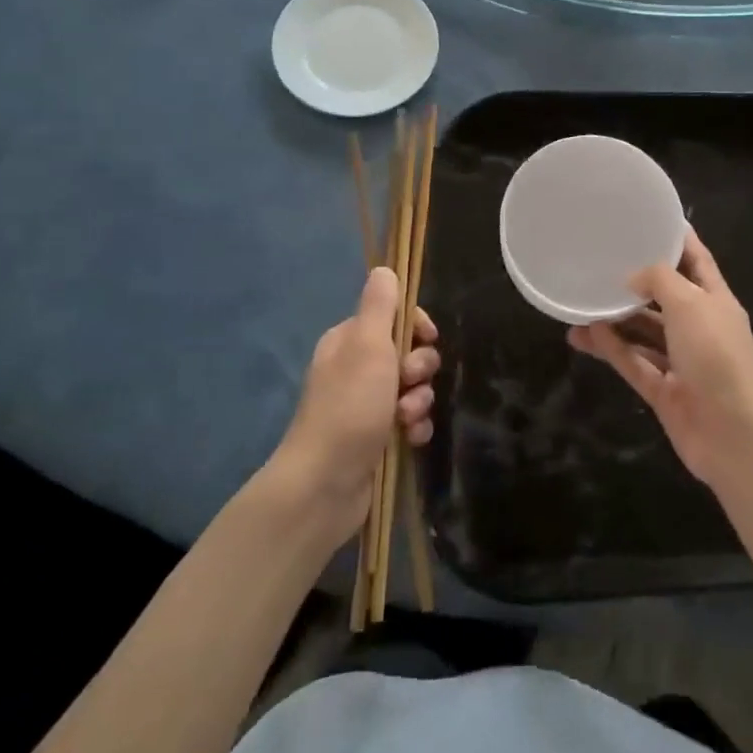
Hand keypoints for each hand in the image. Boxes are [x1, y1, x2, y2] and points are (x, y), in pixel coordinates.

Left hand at [267, 267, 438, 545]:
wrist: (325, 484)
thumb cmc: (349, 407)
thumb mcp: (367, 345)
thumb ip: (380, 306)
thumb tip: (384, 269)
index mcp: (349, 342)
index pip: (394, 317)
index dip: (416, 325)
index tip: (426, 338)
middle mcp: (356, 369)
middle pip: (408, 352)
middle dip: (419, 368)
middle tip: (408, 382)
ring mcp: (366, 405)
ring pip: (413, 389)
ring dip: (419, 401)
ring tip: (406, 419)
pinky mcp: (377, 436)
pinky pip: (411, 420)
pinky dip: (416, 427)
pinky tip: (411, 438)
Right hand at [568, 230, 752, 490]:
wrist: (733, 432)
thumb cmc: (717, 355)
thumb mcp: (690, 303)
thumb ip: (659, 281)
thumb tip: (633, 279)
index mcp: (716, 301)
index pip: (697, 261)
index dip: (678, 240)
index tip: (651, 220)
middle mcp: (700, 329)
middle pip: (665, 298)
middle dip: (637, 283)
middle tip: (601, 264)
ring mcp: (682, 362)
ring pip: (644, 333)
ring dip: (615, 320)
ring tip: (580, 304)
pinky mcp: (664, 392)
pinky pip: (634, 363)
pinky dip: (613, 349)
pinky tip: (585, 335)